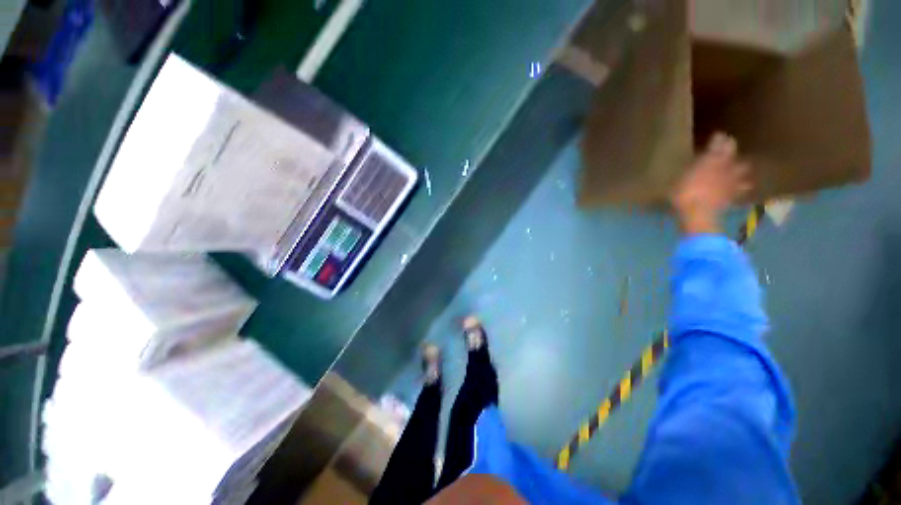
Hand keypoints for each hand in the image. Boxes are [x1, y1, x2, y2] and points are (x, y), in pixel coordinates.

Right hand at [671, 133, 750, 234]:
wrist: (699, 214)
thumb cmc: (684, 194)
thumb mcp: (679, 179)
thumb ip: (689, 169)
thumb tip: (692, 164)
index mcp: (711, 158)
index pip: (719, 141)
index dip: (718, 138)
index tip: (716, 135)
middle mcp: (726, 164)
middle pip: (733, 151)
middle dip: (730, 148)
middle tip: (726, 148)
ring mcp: (733, 179)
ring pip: (743, 167)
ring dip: (741, 166)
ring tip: (738, 166)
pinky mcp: (735, 193)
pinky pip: (742, 187)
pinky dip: (741, 185)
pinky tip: (739, 186)